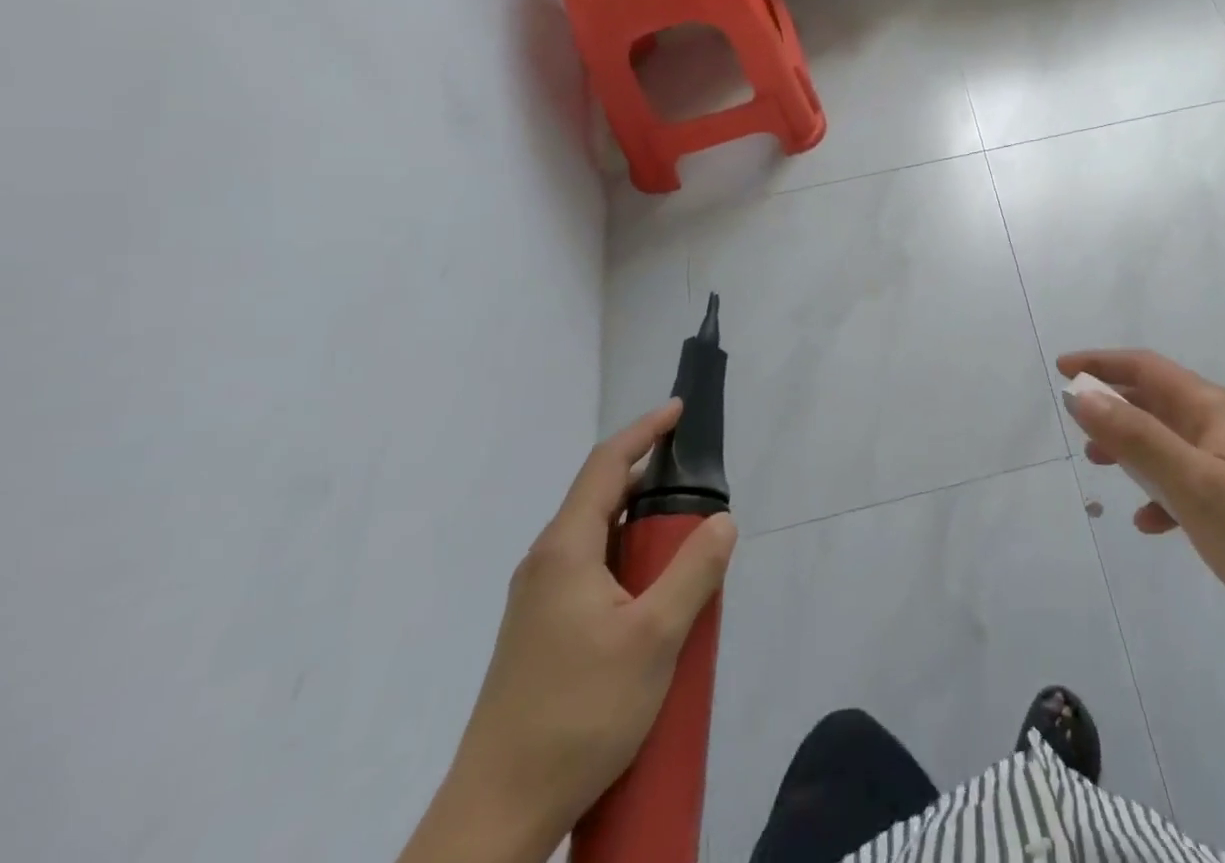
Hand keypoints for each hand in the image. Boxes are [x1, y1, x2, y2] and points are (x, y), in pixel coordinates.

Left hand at [401, 402, 737, 862]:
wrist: (497, 818)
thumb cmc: (577, 714)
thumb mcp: (654, 637)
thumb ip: (694, 570)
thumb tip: (723, 520)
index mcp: (565, 550)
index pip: (606, 465)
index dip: (644, 431)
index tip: (679, 411)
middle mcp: (546, 565)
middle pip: (602, 499)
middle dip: (652, 483)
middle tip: (700, 490)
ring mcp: (538, 603)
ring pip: (599, 540)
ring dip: (643, 530)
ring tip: (688, 546)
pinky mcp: (541, 635)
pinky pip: (593, 573)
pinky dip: (629, 564)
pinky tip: (656, 599)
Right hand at [1059, 350, 1224, 643]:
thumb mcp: (1191, 483)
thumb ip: (1136, 437)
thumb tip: (1083, 396)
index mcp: (1211, 408)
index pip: (1146, 368)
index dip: (1102, 363)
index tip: (1063, 370)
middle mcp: (1221, 422)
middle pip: (1155, 400)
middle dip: (1113, 406)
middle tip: (1076, 423)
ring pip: (1167, 439)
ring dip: (1131, 446)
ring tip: (1099, 465)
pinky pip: (1185, 477)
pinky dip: (1160, 489)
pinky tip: (1149, 522)